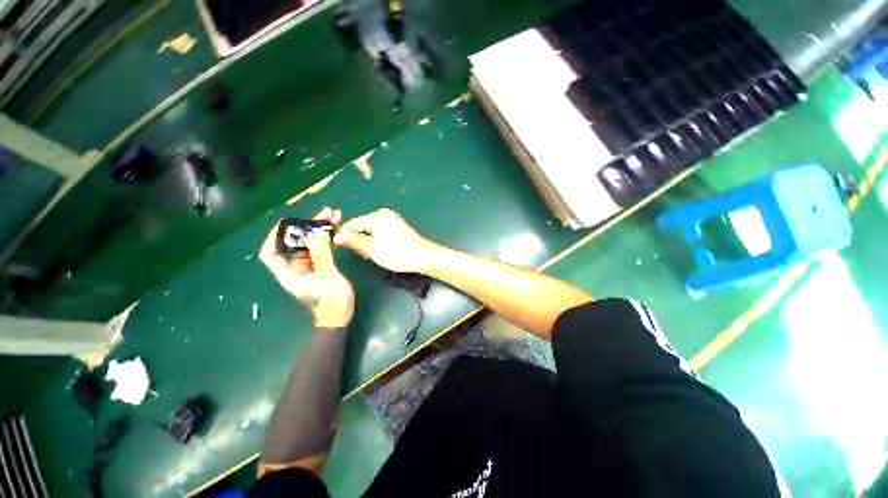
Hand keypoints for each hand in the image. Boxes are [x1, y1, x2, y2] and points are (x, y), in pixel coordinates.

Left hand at [259, 207, 354, 327]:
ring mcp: (309, 267)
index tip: (288, 222)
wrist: (340, 316)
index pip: (271, 253)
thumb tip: (316, 235)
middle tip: (324, 213)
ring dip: (321, 230)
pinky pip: (321, 249)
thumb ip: (322, 256)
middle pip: (296, 243)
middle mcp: (296, 268)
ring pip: (311, 244)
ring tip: (335, 216)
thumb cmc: (331, 302)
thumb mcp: (328, 278)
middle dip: (308, 227)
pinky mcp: (321, 267)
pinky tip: (337, 229)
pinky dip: (328, 239)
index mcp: (290, 273)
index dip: (275, 236)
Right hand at [334, 208, 435, 272]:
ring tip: (373, 255)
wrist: (423, 257)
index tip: (338, 248)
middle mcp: (383, 214)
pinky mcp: (396, 227)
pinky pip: (379, 232)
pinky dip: (375, 241)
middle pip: (361, 226)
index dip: (343, 236)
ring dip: (367, 242)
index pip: (352, 223)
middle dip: (358, 240)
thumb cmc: (397, 253)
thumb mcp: (372, 248)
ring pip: (369, 230)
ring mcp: (391, 220)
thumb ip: (353, 241)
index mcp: (377, 216)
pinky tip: (380, 251)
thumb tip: (336, 237)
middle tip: (364, 255)